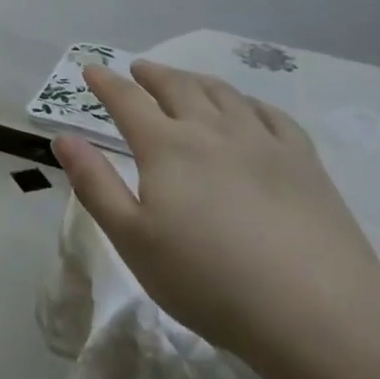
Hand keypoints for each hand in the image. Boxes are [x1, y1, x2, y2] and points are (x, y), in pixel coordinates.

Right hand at [53, 61, 379, 363]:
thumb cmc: (208, 280)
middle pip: (177, 87)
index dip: (106, 83)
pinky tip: (247, 109)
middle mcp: (211, 129)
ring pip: (222, 93)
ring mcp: (261, 140)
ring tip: (186, 81)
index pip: (127, 101)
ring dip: (196, 81)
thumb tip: (64, 138)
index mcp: (166, 147)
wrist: (314, 309)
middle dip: (152, 74)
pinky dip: (248, 102)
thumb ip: (95, 184)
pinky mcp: (302, 159)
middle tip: (139, 69)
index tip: (92, 69)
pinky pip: (270, 114)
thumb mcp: (133, 240)